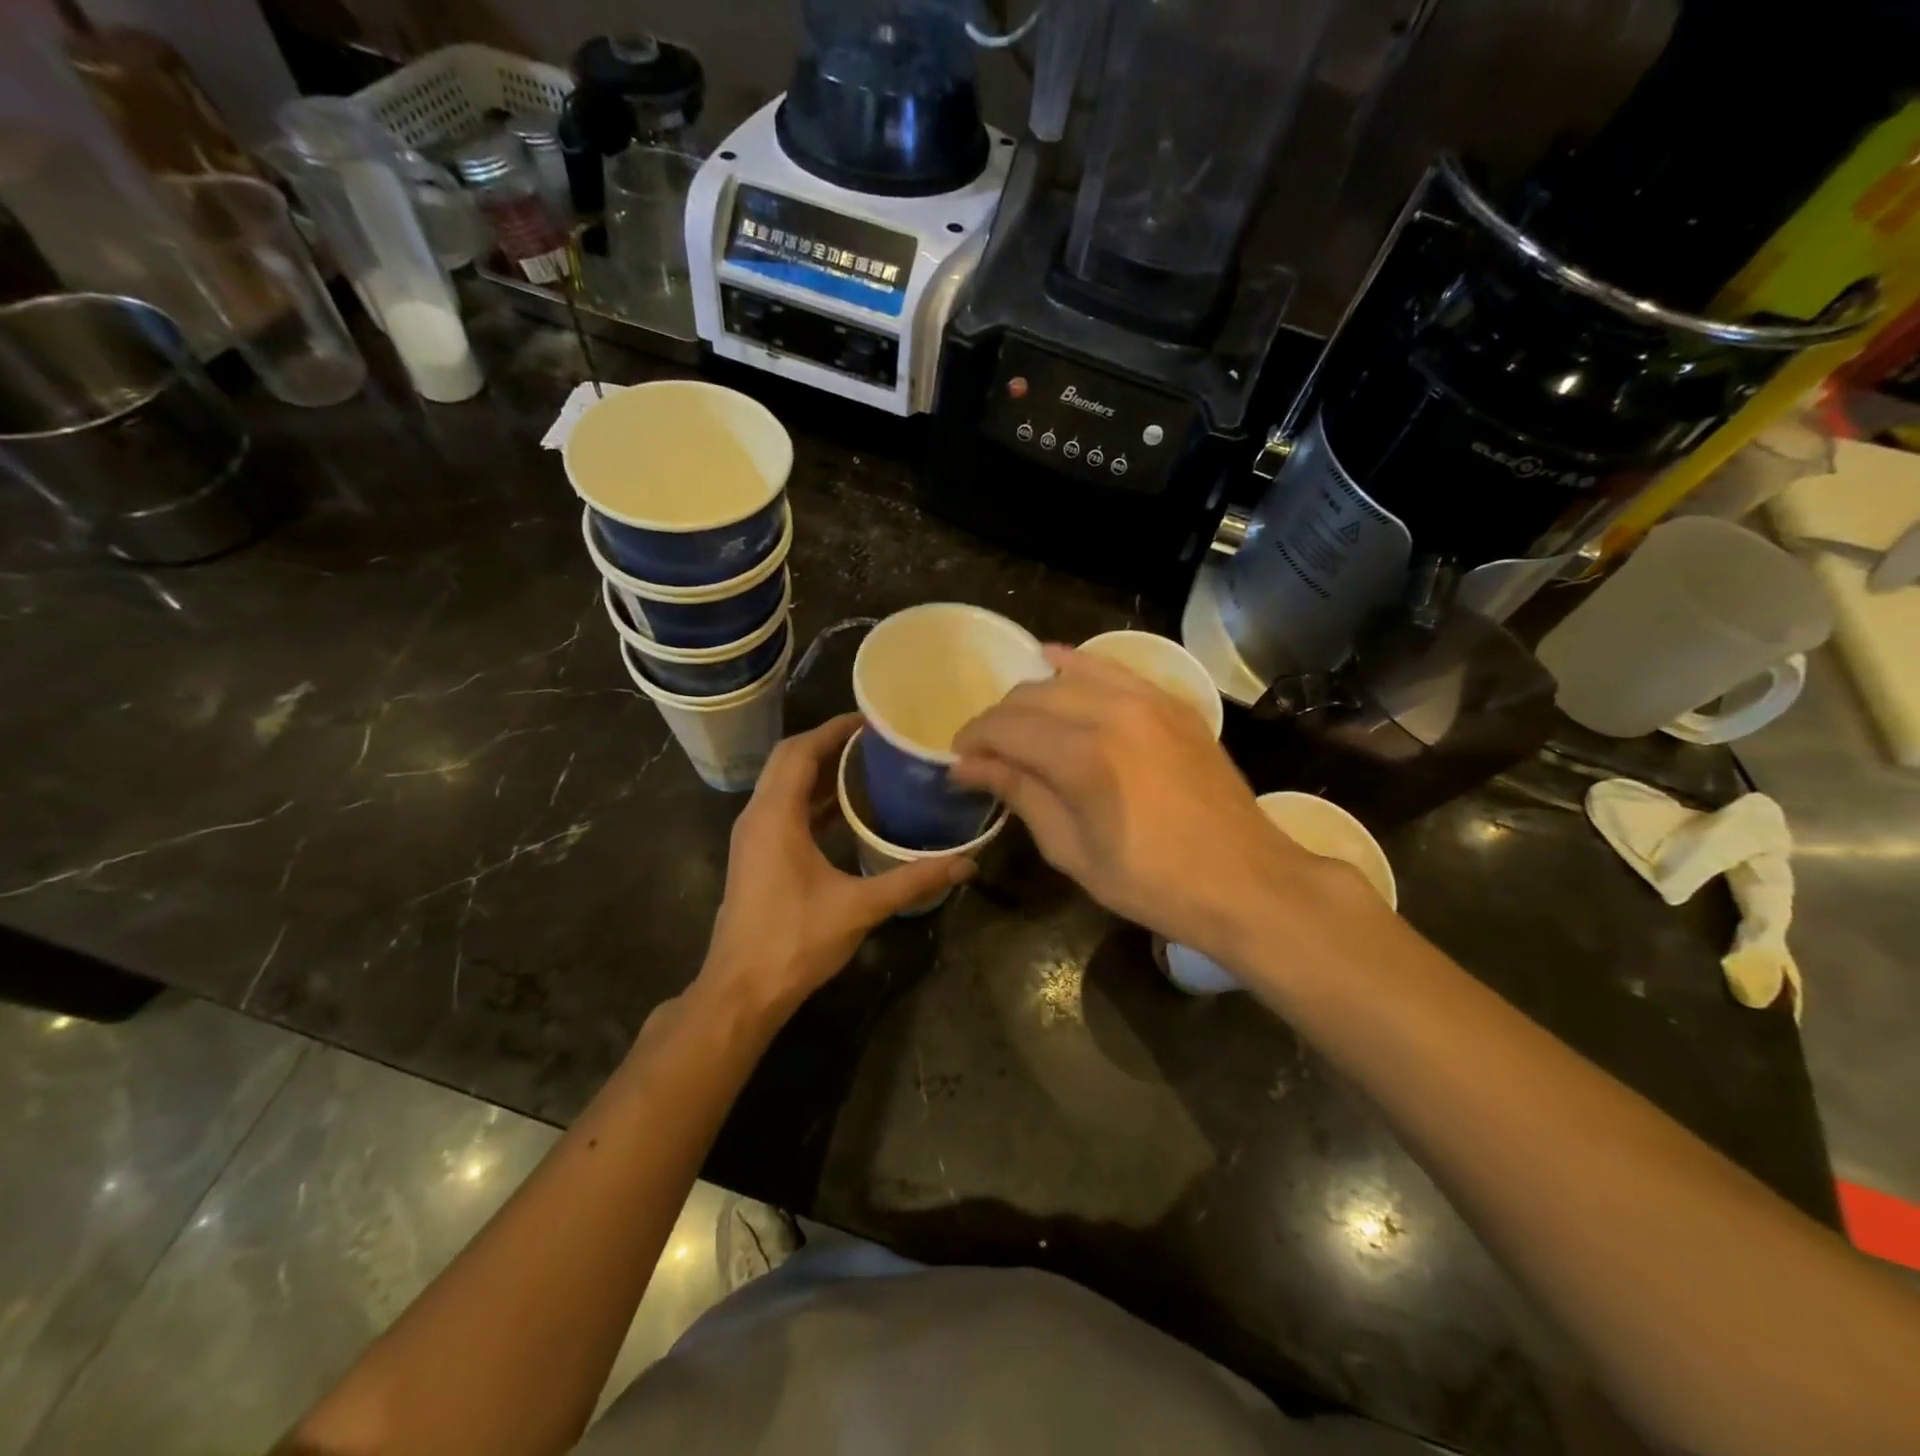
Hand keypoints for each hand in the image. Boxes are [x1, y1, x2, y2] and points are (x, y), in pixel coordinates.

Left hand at [699, 714, 969, 1022]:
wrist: (740, 991)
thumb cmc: (794, 942)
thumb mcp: (859, 907)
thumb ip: (912, 880)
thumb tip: (967, 863)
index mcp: (775, 816)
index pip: (801, 752)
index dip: (834, 729)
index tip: (871, 719)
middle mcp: (757, 816)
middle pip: (788, 760)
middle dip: (827, 742)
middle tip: (873, 739)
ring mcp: (752, 837)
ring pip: (782, 784)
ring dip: (818, 770)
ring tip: (864, 764)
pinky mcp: (756, 856)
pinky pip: (782, 808)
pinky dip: (811, 798)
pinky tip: (845, 810)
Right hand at [952, 645, 1355, 960]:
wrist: (1245, 880)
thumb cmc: (1153, 883)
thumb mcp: (1073, 850)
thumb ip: (1021, 794)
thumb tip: (968, 767)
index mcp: (1084, 756)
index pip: (1005, 728)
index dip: (973, 742)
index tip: (958, 763)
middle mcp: (1112, 711)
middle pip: (1030, 697)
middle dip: (996, 721)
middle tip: (984, 753)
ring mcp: (1148, 699)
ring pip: (1066, 676)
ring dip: (1031, 697)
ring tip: (1019, 726)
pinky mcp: (1172, 701)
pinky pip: (1110, 668)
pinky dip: (1076, 667)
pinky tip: (1054, 663)